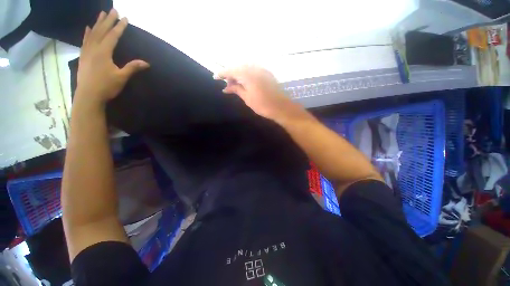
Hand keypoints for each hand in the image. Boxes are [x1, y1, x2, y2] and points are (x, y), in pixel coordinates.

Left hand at [76, 9, 148, 105]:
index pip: (113, 36)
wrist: (88, 95)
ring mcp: (86, 51)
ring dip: (97, 23)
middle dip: (108, 20)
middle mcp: (94, 48)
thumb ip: (132, 68)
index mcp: (104, 52)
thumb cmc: (106, 87)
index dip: (120, 27)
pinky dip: (87, 33)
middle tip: (113, 10)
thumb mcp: (122, 78)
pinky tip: (88, 28)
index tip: (125, 18)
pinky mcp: (82, 56)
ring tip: (101, 14)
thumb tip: (146, 63)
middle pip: (101, 30)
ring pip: (92, 33)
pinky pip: (85, 41)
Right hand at [214, 66, 302, 121]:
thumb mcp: (247, 98)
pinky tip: (244, 82)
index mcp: (247, 74)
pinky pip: (253, 70)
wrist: (281, 107)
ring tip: (235, 85)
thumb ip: (236, 89)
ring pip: (245, 68)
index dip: (222, 73)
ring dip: (238, 74)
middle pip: (238, 67)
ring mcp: (262, 69)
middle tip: (227, 84)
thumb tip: (226, 87)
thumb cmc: (263, 105)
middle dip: (230, 74)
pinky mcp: (267, 73)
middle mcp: (254, 68)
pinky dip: (246, 75)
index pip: (231, 70)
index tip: (215, 77)